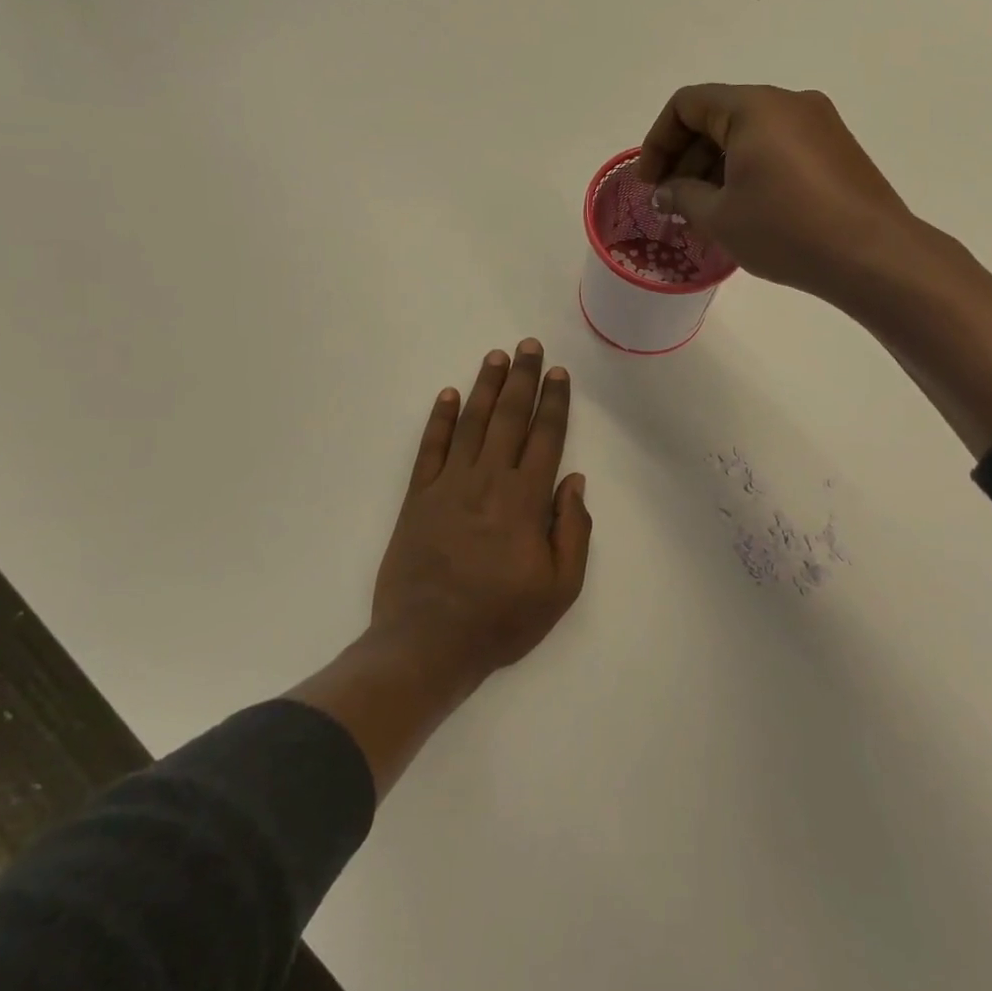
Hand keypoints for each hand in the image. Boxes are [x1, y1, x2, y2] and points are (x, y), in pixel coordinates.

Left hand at [370, 339, 591, 680]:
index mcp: (526, 501)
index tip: (558, 373)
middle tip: (529, 346)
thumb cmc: (501, 620)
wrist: (428, 644)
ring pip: (472, 424)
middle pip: (510, 418)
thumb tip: (573, 480)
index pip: (545, 437)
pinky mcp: (418, 498)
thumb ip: (572, 530)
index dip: (554, 403)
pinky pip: (430, 448)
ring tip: (496, 357)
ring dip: (486, 387)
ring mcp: (448, 486)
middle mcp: (488, 481)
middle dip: (522, 379)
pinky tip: (449, 395)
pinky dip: (440, 419)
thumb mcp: (560, 588)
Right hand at [636, 84, 910, 299]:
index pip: (688, 104)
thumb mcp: (720, 216)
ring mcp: (818, 124)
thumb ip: (682, 196)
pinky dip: (751, 171)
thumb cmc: (785, 230)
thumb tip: (667, 192)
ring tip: (706, 214)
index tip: (650, 184)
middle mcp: (788, 102)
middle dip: (688, 158)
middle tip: (674, 203)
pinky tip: (745, 211)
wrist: (871, 254)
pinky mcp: (837, 149)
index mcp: (754, 107)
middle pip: (719, 117)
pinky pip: (779, 149)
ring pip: (750, 135)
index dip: (658, 142)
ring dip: (718, 168)